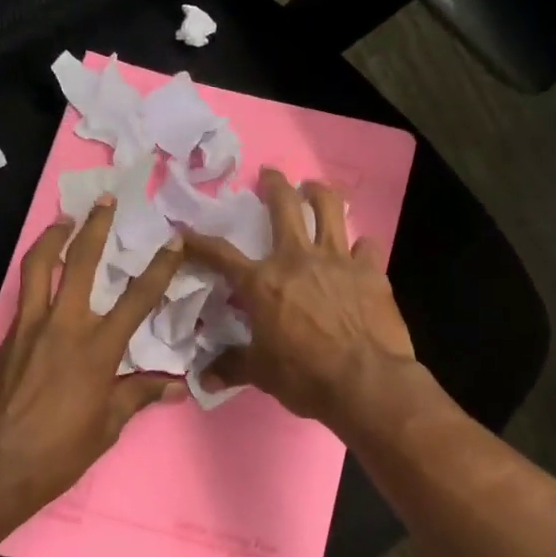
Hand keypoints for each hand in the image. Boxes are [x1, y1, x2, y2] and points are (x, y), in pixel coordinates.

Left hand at [0, 197, 186, 507]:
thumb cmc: (59, 451)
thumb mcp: (107, 426)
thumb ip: (138, 395)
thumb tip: (175, 386)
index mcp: (98, 349)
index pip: (137, 298)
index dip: (160, 266)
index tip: (174, 239)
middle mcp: (64, 326)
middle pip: (81, 262)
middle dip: (95, 227)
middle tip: (104, 200)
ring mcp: (31, 327)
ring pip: (40, 266)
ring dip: (53, 237)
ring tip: (63, 218)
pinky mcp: (8, 336)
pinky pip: (24, 293)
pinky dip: (36, 273)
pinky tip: (43, 275)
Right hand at [183, 169, 418, 427]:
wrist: (366, 382)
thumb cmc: (305, 377)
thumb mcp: (261, 373)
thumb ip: (232, 366)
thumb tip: (204, 377)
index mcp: (263, 283)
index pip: (221, 255)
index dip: (199, 242)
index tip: (185, 232)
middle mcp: (297, 260)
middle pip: (283, 207)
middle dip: (274, 184)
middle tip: (270, 174)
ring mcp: (337, 260)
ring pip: (329, 209)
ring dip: (319, 193)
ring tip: (314, 188)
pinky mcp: (370, 271)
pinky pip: (367, 246)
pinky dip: (361, 246)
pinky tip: (360, 250)